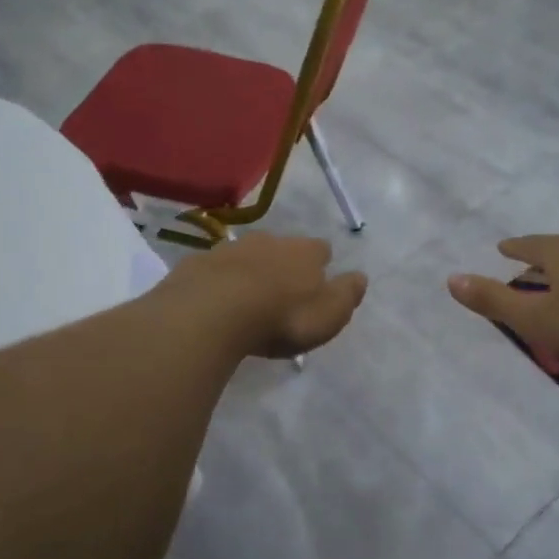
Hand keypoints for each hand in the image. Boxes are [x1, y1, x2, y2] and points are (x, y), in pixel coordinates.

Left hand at [158, 234, 367, 358]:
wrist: (212, 312)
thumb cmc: (280, 317)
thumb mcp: (328, 315)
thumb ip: (346, 295)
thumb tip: (360, 276)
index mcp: (304, 252)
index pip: (321, 250)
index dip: (320, 264)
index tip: (317, 281)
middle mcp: (269, 241)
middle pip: (281, 247)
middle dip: (282, 264)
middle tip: (280, 291)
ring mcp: (230, 248)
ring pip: (246, 254)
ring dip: (249, 270)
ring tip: (246, 297)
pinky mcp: (198, 262)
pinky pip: (214, 269)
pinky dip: (217, 280)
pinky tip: (213, 300)